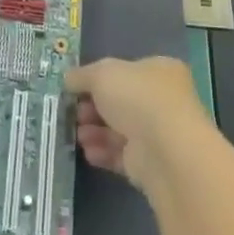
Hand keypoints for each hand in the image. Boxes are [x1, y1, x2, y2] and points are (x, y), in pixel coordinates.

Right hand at [65, 56, 214, 190]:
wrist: (165, 149)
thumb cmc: (136, 97)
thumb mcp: (101, 74)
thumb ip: (81, 75)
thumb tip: (68, 79)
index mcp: (159, 71)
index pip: (126, 71)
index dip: (100, 79)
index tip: (77, 88)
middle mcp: (163, 100)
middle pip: (120, 102)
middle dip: (93, 108)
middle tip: (76, 114)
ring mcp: (158, 133)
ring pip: (119, 129)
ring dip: (95, 131)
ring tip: (79, 136)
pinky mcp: (151, 163)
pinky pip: (122, 155)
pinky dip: (103, 152)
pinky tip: (88, 152)